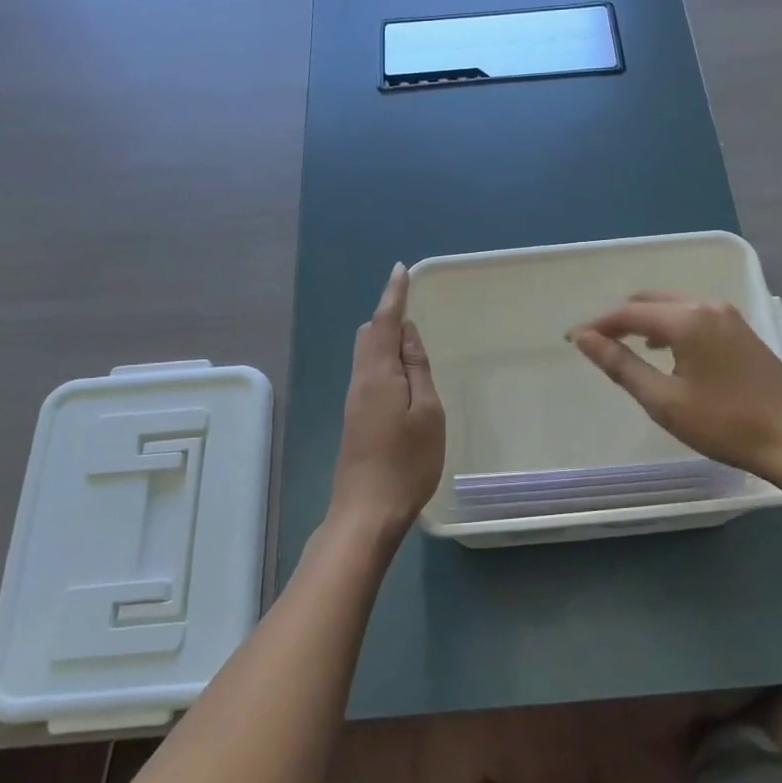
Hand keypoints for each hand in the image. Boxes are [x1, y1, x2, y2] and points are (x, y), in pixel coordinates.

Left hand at [331, 263, 445, 540]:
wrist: (366, 512)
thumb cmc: (406, 462)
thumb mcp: (427, 412)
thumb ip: (417, 369)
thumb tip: (407, 334)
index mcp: (377, 373)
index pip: (383, 322)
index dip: (393, 295)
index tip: (400, 270)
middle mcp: (360, 381)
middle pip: (368, 335)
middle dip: (388, 316)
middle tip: (413, 309)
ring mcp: (354, 401)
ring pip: (367, 355)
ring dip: (386, 340)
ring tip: (413, 342)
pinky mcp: (356, 418)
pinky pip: (369, 374)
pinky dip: (385, 361)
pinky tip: (403, 376)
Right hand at [567, 291, 781, 481]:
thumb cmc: (724, 423)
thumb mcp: (663, 400)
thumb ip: (621, 364)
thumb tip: (584, 338)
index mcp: (687, 319)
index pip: (628, 312)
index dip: (598, 324)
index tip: (572, 340)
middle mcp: (708, 306)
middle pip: (651, 299)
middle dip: (619, 317)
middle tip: (596, 342)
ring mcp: (729, 316)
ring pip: (674, 305)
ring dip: (645, 319)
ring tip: (624, 346)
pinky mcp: (742, 331)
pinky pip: (694, 314)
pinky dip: (669, 325)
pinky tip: (665, 351)